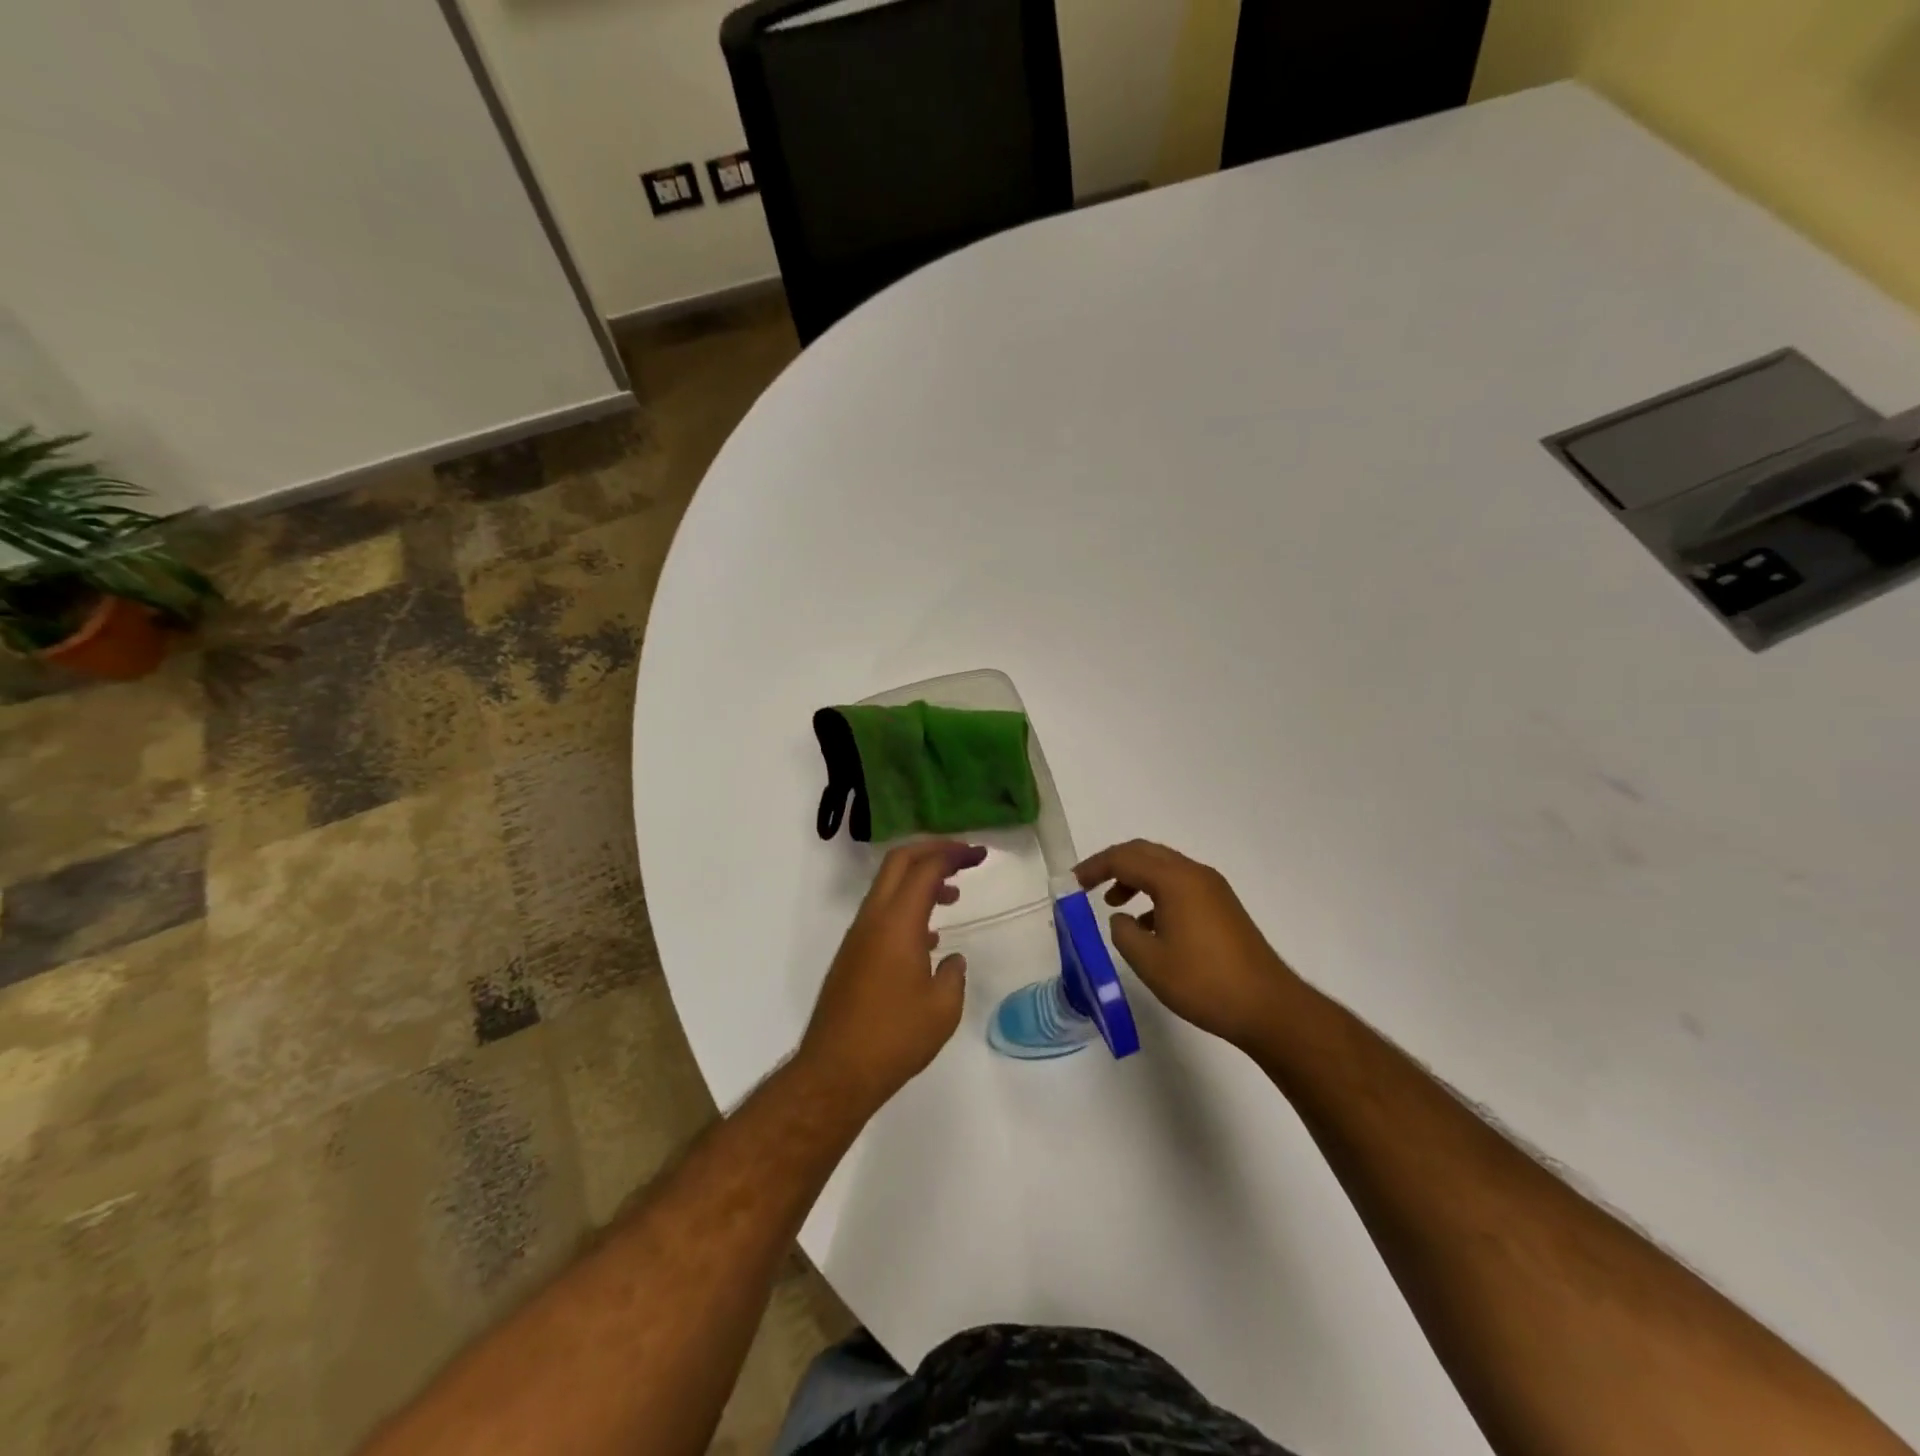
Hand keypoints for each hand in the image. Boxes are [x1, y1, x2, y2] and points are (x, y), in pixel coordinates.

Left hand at [799, 840, 988, 1111]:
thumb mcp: (942, 1009)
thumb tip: (951, 960)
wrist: (836, 1072)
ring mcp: (858, 936)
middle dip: (932, 850)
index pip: (926, 868)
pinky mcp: (852, 955)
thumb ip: (954, 975)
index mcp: (898, 923)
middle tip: (963, 856)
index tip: (980, 855)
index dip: (954, 854)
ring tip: (953, 895)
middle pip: (899, 862)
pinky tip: (929, 937)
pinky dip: (907, 906)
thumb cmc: (894, 1038)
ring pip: (888, 886)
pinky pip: (881, 913)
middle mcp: (873, 919)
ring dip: (919, 879)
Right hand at [1076, 840, 1301, 1053]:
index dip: (1095, 867)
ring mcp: (1213, 889)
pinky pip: (1180, 885)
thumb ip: (1124, 933)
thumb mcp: (1149, 961)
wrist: (1267, 1007)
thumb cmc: (1203, 982)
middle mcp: (1195, 874)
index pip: (1125, 858)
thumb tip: (1122, 919)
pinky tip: (1148, 926)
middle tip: (1089, 884)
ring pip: (1164, 868)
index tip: (1073, 882)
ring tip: (1115, 906)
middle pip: (1145, 853)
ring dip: (1135, 879)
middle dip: (1114, 864)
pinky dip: (1156, 894)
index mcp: (1175, 880)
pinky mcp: (1223, 907)